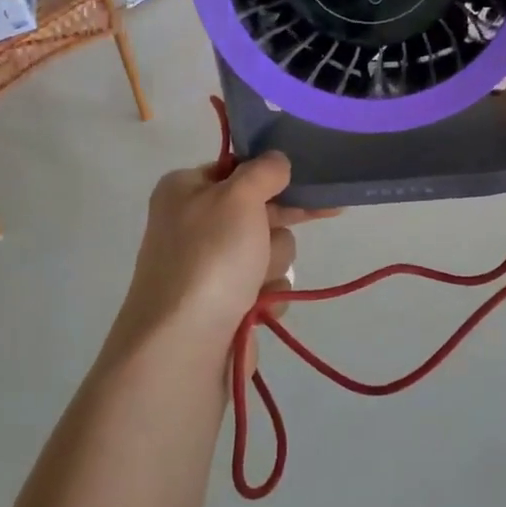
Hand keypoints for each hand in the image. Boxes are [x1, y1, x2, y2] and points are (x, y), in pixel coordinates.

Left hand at [109, 152, 335, 367]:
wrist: (183, 347)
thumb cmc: (209, 259)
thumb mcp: (239, 198)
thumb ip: (263, 171)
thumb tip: (276, 159)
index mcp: (185, 190)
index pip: (237, 168)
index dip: (271, 174)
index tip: (306, 176)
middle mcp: (193, 225)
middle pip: (259, 211)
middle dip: (277, 226)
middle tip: (322, 214)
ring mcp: (209, 268)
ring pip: (268, 250)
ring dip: (272, 263)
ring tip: (256, 283)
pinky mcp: (225, 305)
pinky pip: (265, 287)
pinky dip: (267, 295)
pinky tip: (258, 307)